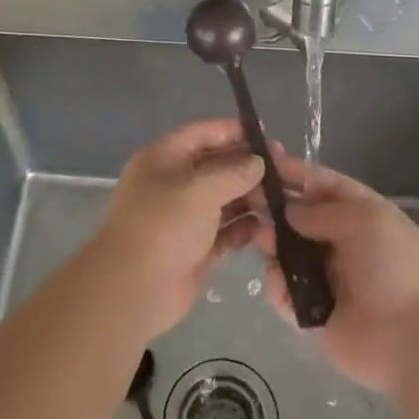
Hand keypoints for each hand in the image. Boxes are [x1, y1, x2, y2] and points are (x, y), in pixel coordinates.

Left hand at [86, 119, 264, 339]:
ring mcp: (185, 218)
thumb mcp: (200, 188)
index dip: (232, 131)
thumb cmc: (164, 225)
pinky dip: (245, 228)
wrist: (134, 288)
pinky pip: (226, 231)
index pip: (202, 133)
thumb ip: (234, 171)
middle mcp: (173, 184)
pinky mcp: (196, 248)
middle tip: (284, 170)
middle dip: (248, 167)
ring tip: (283, 200)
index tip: (265, 134)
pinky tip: (269, 228)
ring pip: (224, 200)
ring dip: (251, 198)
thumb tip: (258, 163)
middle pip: (216, 166)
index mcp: (164, 158)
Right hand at [254, 149, 418, 394]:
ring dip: (272, 244)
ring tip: (261, 240)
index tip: (262, 160)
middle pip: (300, 219)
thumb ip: (321, 212)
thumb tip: (289, 210)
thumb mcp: (366, 221)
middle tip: (247, 202)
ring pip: (287, 254)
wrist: (415, 340)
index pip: (323, 185)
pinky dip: (278, 286)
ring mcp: (327, 279)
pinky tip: (279, 281)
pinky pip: (285, 293)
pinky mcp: (313, 314)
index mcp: (362, 215)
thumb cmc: (396, 268)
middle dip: (275, 209)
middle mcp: (342, 243)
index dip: (295, 172)